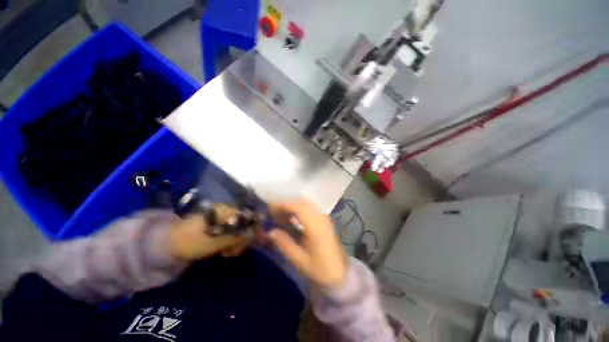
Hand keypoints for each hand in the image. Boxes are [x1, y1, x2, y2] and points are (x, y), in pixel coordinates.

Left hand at [169, 204, 253, 260]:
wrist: (169, 244)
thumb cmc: (193, 241)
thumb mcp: (216, 241)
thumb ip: (237, 236)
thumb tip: (254, 233)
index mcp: (227, 210)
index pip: (249, 217)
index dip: (250, 231)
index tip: (244, 245)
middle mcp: (228, 211)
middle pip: (245, 224)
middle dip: (242, 239)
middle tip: (232, 252)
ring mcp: (223, 219)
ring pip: (239, 230)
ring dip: (236, 243)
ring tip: (226, 253)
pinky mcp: (219, 226)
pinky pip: (232, 233)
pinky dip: (230, 243)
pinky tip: (224, 251)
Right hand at [266, 200, 346, 287]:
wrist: (340, 274)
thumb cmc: (320, 269)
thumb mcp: (299, 260)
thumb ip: (283, 243)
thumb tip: (268, 231)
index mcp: (316, 226)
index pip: (298, 207)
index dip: (283, 205)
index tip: (270, 208)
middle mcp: (321, 217)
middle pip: (302, 202)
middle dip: (286, 204)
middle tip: (272, 211)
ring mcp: (324, 217)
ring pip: (306, 203)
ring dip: (292, 205)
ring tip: (280, 214)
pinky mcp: (324, 219)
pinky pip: (309, 208)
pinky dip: (298, 209)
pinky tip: (291, 217)